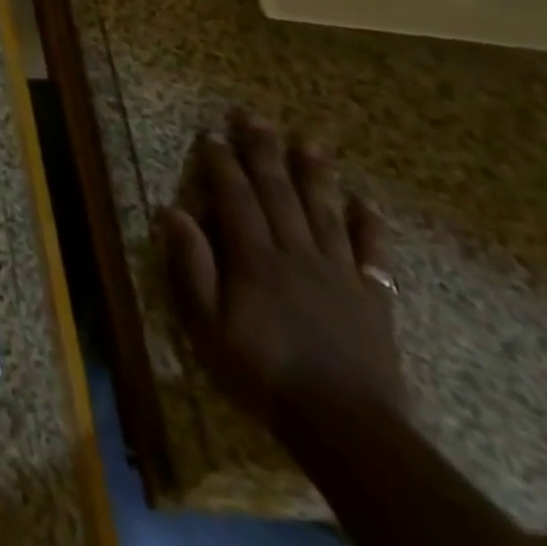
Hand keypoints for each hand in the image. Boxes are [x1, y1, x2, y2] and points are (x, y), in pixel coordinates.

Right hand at [161, 111, 405, 430]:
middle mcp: (297, 254)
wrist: (347, 428)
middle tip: (255, 116)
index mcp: (255, 258)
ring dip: (315, 174)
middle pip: (279, 193)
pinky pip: (374, 255)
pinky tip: (366, 203)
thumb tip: (172, 211)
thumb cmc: (264, 373)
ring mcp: (340, 274)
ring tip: (310, 141)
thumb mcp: (208, 325)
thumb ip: (192, 266)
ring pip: (325, 212)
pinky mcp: (374, 300)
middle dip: (264, 151)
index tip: (213, 134)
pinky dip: (370, 226)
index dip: (223, 163)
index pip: (235, 197)